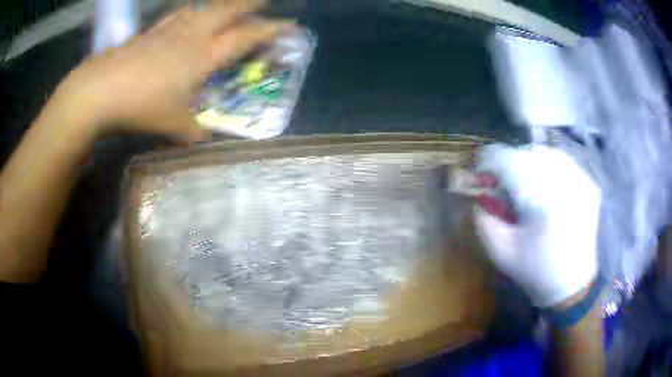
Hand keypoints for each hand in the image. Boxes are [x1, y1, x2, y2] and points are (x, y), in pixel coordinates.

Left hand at [46, 1, 287, 142]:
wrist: (100, 89)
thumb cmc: (141, 105)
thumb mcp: (173, 126)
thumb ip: (195, 132)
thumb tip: (206, 139)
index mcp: (204, 56)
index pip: (245, 37)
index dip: (269, 30)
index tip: (288, 25)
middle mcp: (192, 35)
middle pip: (228, 10)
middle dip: (250, 4)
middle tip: (263, 2)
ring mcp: (170, 29)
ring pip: (204, 7)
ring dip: (222, 3)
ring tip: (230, 3)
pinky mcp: (151, 31)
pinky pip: (179, 14)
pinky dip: (192, 9)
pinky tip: (191, 11)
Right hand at [473, 144, 600, 306]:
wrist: (571, 285)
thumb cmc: (535, 271)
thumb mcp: (501, 251)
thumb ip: (484, 221)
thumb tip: (479, 197)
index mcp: (541, 201)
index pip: (509, 161)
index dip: (489, 161)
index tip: (480, 170)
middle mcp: (564, 183)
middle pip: (529, 152)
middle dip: (510, 162)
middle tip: (504, 181)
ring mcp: (581, 181)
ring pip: (548, 152)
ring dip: (531, 161)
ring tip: (526, 181)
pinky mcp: (589, 185)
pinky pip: (566, 162)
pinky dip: (551, 166)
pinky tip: (547, 183)